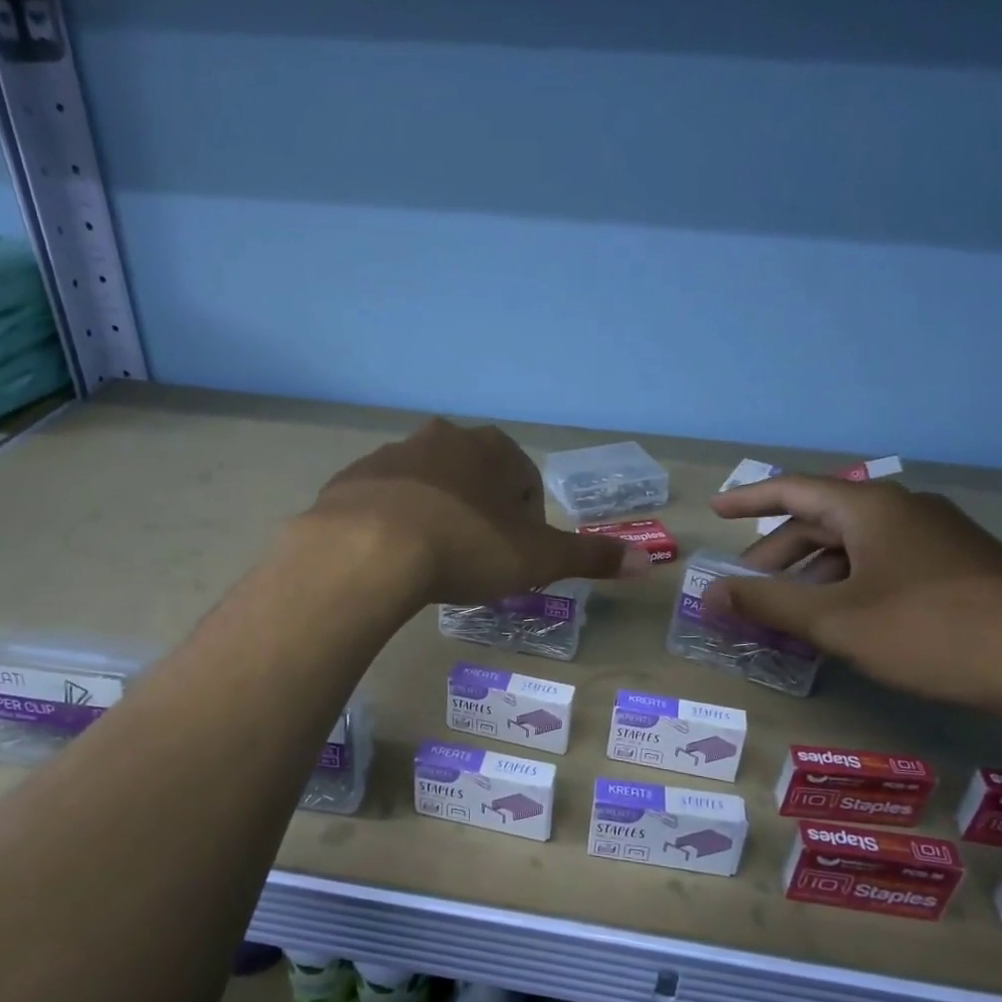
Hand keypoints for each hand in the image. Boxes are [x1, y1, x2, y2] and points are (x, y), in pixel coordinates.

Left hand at [307, 418, 639, 603]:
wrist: (367, 551)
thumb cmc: (466, 548)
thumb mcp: (538, 559)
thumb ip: (591, 557)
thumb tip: (650, 562)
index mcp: (492, 449)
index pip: (524, 480)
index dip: (526, 521)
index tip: (513, 557)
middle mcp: (442, 438)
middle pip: (475, 477)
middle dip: (481, 513)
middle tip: (475, 559)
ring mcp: (392, 455)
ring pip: (428, 485)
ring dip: (436, 514)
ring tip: (431, 561)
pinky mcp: (351, 479)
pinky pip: (383, 500)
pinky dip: (392, 522)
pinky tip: (390, 556)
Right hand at [705, 475, 1001, 718]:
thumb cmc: (931, 632)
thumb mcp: (837, 622)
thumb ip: (769, 604)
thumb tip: (710, 594)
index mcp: (871, 507)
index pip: (794, 490)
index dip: (749, 499)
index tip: (716, 510)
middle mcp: (905, 509)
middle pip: (824, 520)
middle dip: (779, 551)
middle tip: (749, 584)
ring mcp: (940, 537)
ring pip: (857, 544)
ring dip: (815, 571)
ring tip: (793, 609)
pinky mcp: (963, 566)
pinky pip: (887, 561)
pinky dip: (851, 581)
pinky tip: (849, 617)